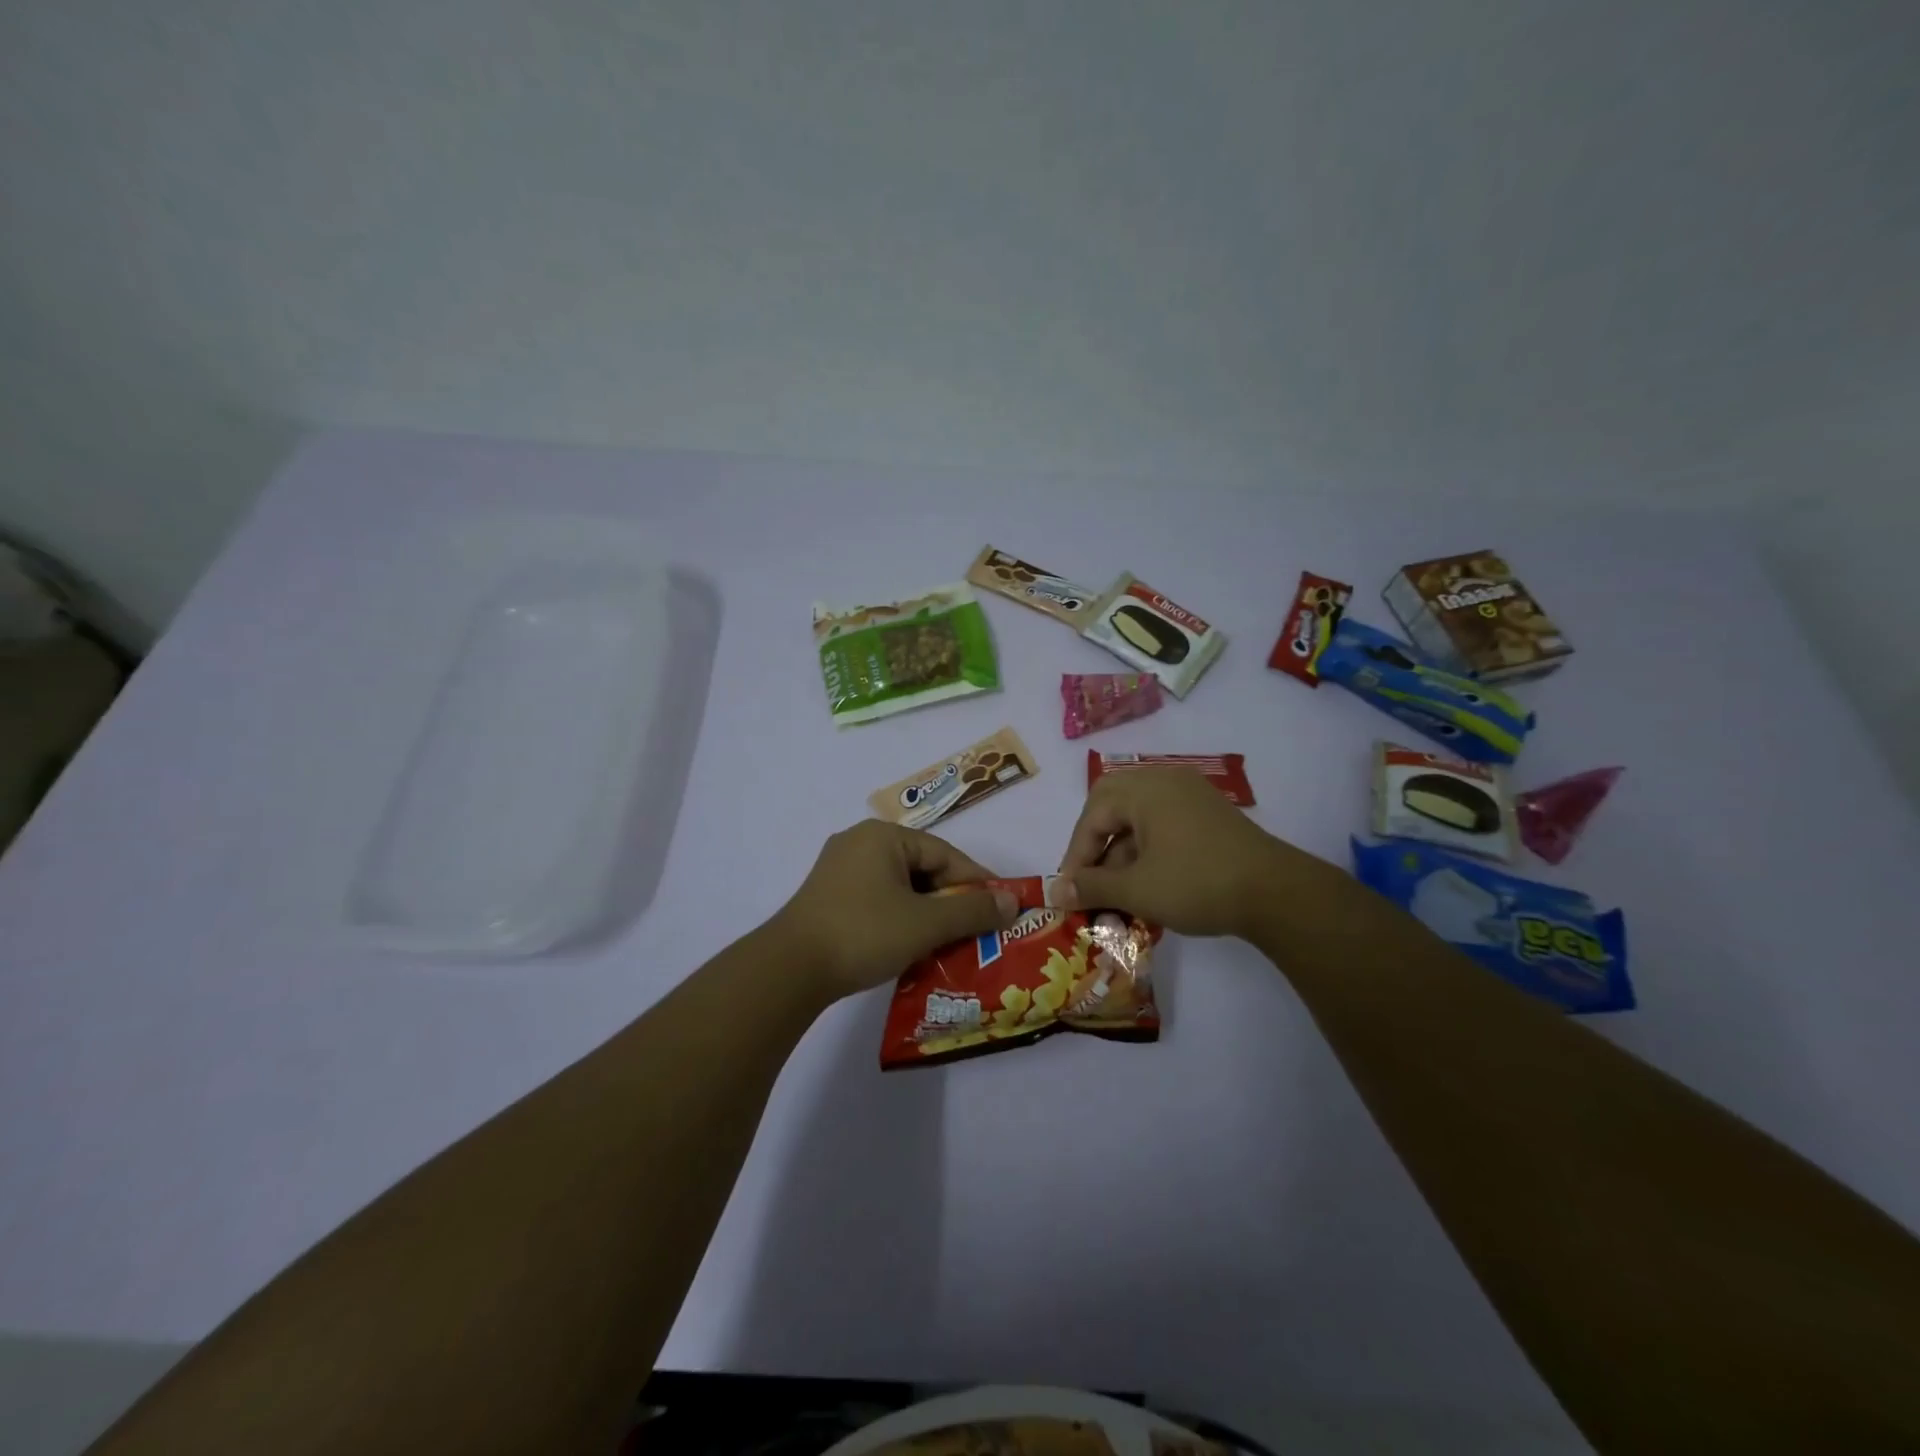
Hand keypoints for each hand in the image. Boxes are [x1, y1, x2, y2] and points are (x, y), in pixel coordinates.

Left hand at [774, 821, 1019, 1001]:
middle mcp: (860, 843)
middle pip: (922, 868)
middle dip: (951, 899)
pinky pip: (878, 899)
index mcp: (883, 837)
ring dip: (927, 912)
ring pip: (900, 886)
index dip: (976, 882)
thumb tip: (1012, 901)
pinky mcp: (828, 896)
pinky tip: (912, 945)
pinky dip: (900, 918)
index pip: (945, 854)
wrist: (789, 969)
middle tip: (977, 929)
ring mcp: (839, 870)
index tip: (1001, 907)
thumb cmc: (864, 933)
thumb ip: (972, 910)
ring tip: (949, 942)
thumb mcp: (926, 923)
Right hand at [1055, 767, 1322, 938]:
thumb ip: (1092, 887)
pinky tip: (1148, 882)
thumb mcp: (1137, 889)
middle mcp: (1165, 781)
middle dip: (1095, 843)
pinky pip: (1163, 823)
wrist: (1277, 894)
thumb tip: (1054, 892)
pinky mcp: (1209, 814)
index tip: (1069, 890)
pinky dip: (1147, 849)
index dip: (1076, 854)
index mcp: (1144, 789)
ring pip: (1139, 817)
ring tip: (1117, 890)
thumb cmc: (1197, 884)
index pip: (1093, 815)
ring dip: (1121, 851)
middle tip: (1087, 876)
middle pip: (1112, 805)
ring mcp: (1190, 795)